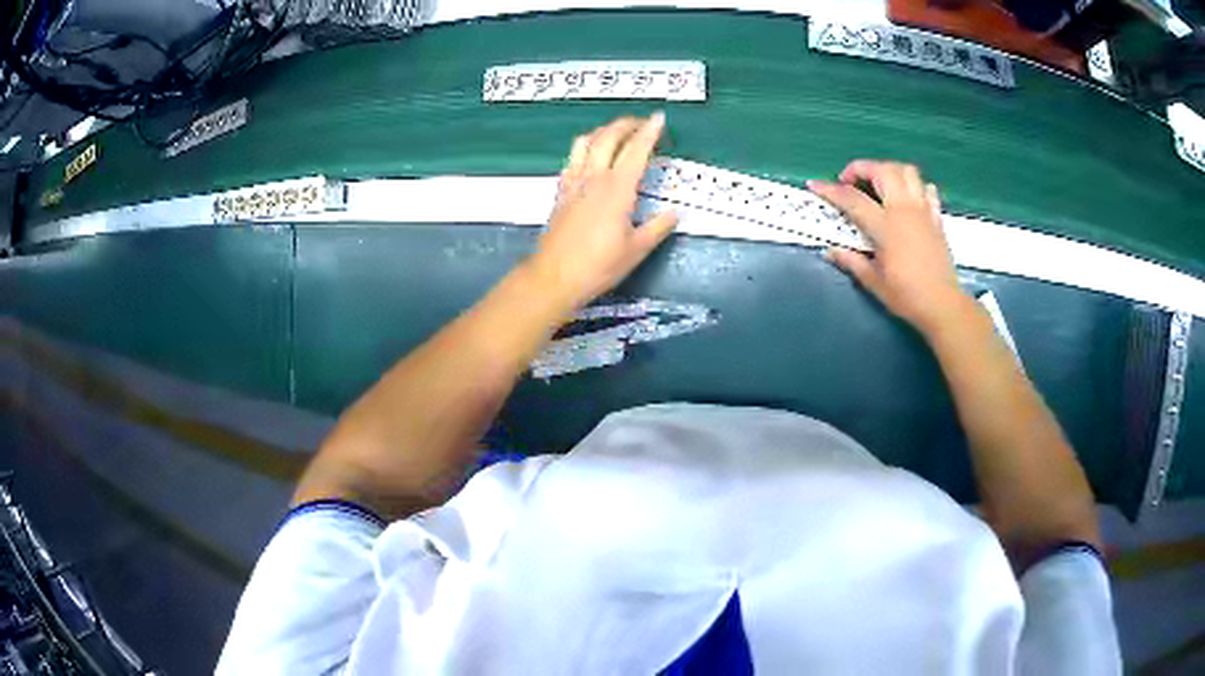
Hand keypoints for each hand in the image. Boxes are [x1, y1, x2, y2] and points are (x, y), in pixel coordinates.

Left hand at [526, 114, 678, 311]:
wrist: (555, 276)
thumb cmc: (598, 266)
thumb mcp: (637, 250)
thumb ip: (658, 228)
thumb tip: (674, 214)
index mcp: (617, 189)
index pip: (636, 150)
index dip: (649, 131)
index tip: (659, 118)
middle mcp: (594, 178)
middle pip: (608, 137)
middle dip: (626, 124)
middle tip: (642, 122)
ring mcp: (574, 182)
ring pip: (586, 142)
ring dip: (603, 131)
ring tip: (617, 133)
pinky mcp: (561, 191)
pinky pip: (572, 159)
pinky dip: (585, 148)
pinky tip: (591, 156)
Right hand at [809, 160, 970, 334]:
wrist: (943, 305)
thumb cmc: (907, 296)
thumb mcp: (874, 282)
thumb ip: (852, 261)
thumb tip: (831, 251)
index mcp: (886, 226)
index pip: (852, 199)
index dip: (830, 190)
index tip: (815, 185)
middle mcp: (904, 210)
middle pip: (882, 170)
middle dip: (861, 168)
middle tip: (849, 181)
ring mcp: (923, 211)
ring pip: (906, 171)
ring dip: (888, 170)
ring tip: (878, 183)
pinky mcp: (936, 218)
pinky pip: (926, 189)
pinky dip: (914, 186)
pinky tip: (906, 197)